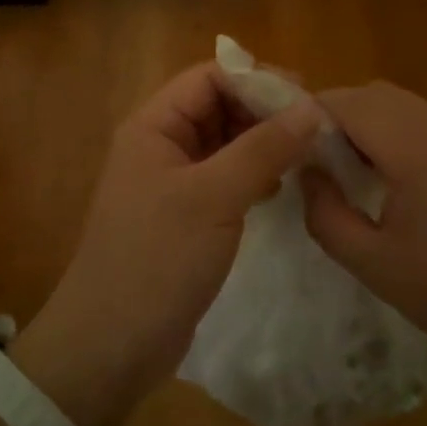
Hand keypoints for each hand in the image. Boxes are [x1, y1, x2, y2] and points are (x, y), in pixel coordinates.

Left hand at [17, 63, 322, 425]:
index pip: (209, 78)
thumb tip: (313, 108)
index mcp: (154, 126)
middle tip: (315, 129)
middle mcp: (161, 145)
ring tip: (307, 156)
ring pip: (226, 143)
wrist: (111, 347)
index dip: (257, 80)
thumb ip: (263, 149)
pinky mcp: (187, 216)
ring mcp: (173, 182)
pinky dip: (254, 175)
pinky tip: (281, 188)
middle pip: (219, 106)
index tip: (307, 98)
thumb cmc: (156, 260)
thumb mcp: (213, 198)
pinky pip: (226, 178)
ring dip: (263, 144)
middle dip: (264, 112)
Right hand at [302, 82, 426, 367]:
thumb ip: (327, 216)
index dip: (312, 112)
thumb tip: (309, 176)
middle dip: (337, 112)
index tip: (287, 140)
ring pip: (403, 103)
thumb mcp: (376, 266)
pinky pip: (426, 120)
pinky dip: (396, 130)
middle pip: (377, 93)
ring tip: (347, 163)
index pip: (352, 103)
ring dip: (367, 119)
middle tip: (313, 153)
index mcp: (418, 153)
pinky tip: (390, 173)